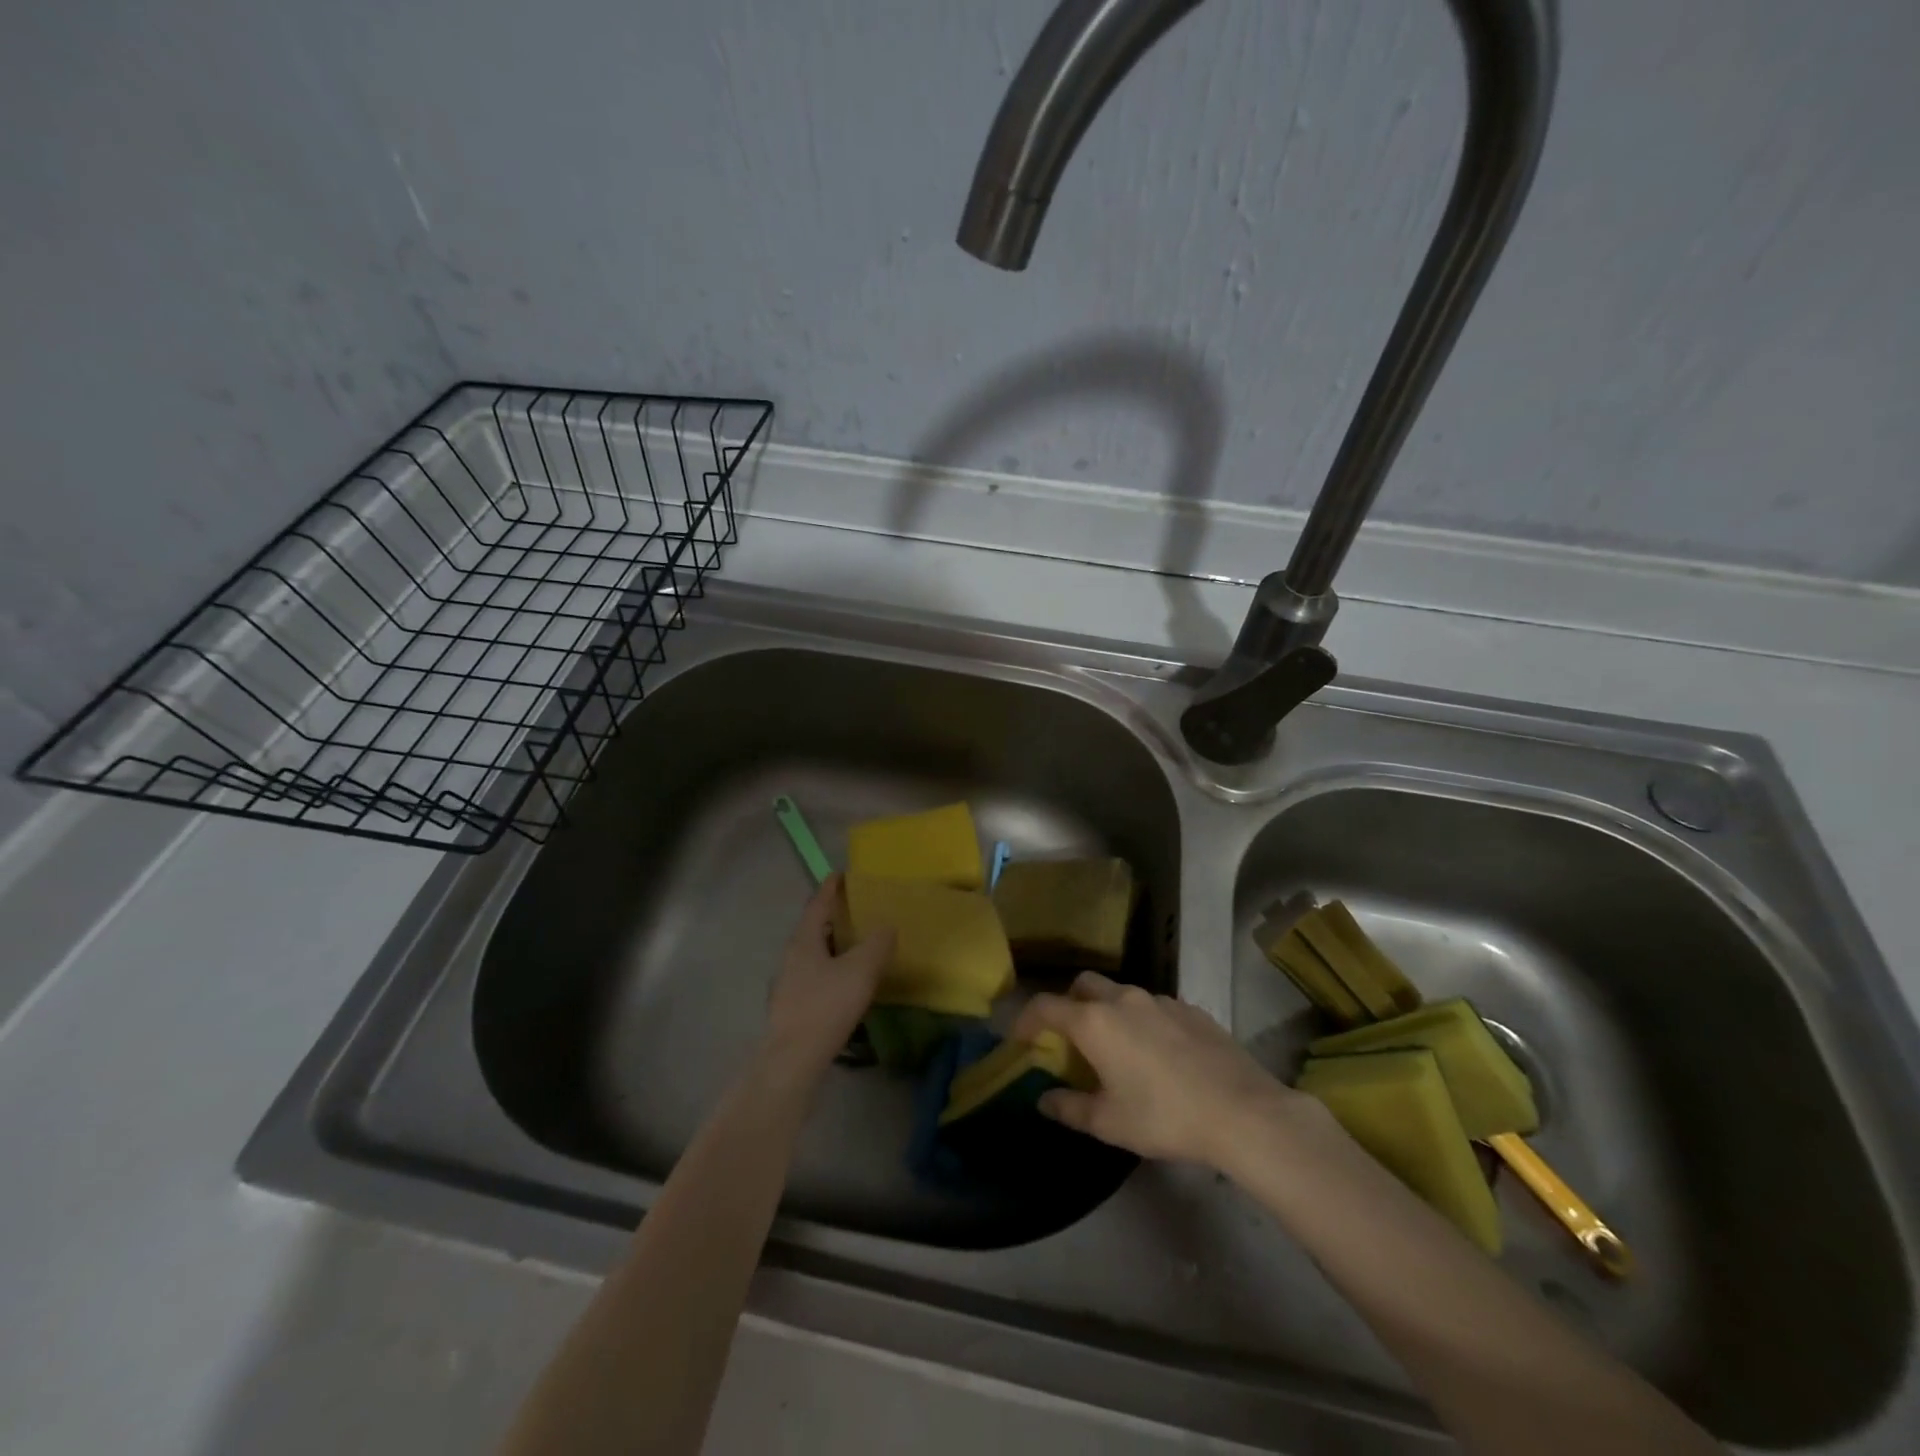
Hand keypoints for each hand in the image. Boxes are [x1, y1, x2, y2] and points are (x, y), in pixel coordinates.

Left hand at [761, 874, 893, 1083]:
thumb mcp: (860, 970)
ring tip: (856, 944)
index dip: (831, 888)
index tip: (842, 874)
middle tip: (857, 908)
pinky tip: (846, 981)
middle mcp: (791, 956)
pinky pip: (814, 974)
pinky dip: (831, 967)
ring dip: (832, 944)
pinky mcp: (792, 1006)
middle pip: (813, 927)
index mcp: (804, 940)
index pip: (817, 904)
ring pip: (813, 953)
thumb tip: (887, 925)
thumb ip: (877, 944)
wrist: (792, 1060)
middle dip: (833, 916)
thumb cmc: (826, 1006)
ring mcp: (788, 983)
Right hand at [1010, 971, 1302, 1168]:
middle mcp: (1123, 999)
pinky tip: (1158, 1053)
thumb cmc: (1164, 1116)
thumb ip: (1069, 1108)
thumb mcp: (1109, 1123)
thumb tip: (1044, 1099)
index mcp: (1095, 1022)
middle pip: (1083, 985)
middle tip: (1069, 1036)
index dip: (1026, 1018)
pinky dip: (1142, 1020)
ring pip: (1121, 993)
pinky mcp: (1190, 1008)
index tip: (1020, 1037)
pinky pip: (1153, 1006)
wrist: (1242, 1111)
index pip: (1046, 1006)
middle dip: (1068, 1003)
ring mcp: (1160, 999)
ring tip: (1116, 1048)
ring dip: (1107, 1011)